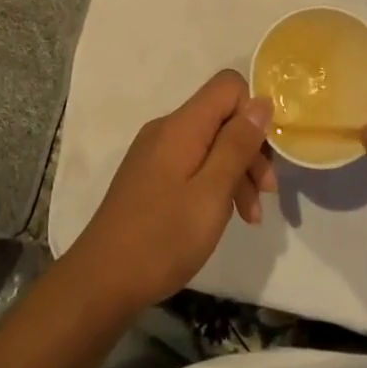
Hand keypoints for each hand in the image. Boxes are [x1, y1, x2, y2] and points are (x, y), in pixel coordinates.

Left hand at [67, 70, 275, 312]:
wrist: (101, 281)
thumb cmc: (163, 238)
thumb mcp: (211, 192)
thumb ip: (237, 144)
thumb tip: (261, 101)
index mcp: (181, 126)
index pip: (228, 86)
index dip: (253, 112)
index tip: (265, 155)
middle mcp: (167, 130)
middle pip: (222, 117)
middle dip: (250, 149)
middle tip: (265, 195)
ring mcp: (156, 153)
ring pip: (210, 143)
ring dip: (236, 173)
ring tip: (250, 218)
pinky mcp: (151, 176)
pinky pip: (193, 164)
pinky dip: (215, 183)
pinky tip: (224, 215)